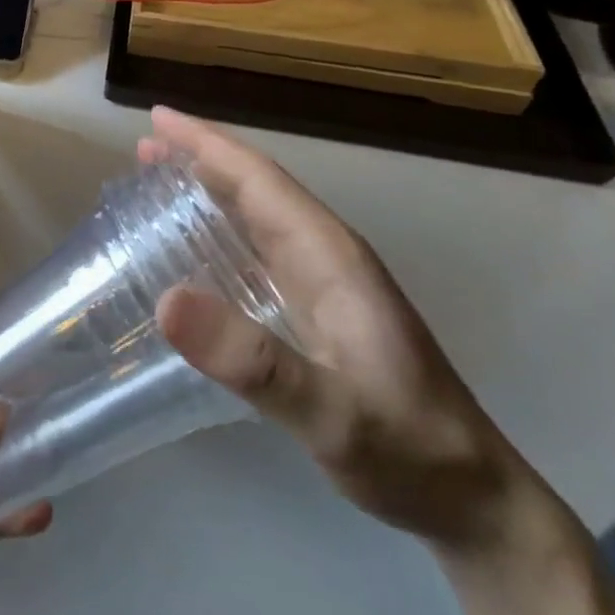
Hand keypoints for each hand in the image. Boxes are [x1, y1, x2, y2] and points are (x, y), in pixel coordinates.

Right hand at [143, 107, 519, 549]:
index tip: (158, 118)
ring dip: (209, 190)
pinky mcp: (319, 312)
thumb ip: (252, 361)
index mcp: (329, 256)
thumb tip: (166, 300)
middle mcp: (326, 257)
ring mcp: (325, 285)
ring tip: (158, 179)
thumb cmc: (405, 448)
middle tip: (143, 146)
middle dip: (200, 158)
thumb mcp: (329, 412)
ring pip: (258, 216)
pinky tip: (197, 249)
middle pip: (257, 188)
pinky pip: (259, 251)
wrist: (471, 496)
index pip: (260, 180)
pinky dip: (221, 232)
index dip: (207, 144)